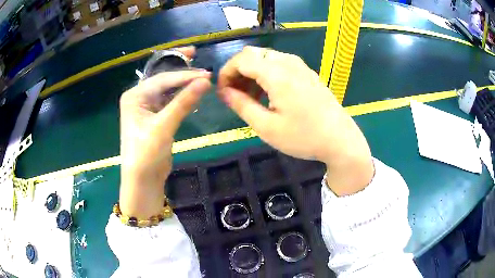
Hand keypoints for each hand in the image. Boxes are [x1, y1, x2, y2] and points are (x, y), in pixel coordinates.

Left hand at [119, 47, 210, 217]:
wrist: (143, 179)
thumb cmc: (146, 153)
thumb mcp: (163, 126)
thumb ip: (183, 102)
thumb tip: (206, 80)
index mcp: (134, 96)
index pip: (162, 79)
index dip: (184, 75)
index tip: (206, 74)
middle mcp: (139, 98)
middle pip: (163, 78)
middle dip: (179, 69)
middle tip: (196, 54)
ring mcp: (148, 108)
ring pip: (167, 89)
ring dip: (182, 83)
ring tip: (200, 74)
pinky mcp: (156, 118)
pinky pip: (170, 101)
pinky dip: (181, 97)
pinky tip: (193, 92)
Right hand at [218, 46, 372, 195]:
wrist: (340, 140)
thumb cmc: (304, 137)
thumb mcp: (267, 127)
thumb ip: (242, 105)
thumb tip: (224, 92)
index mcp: (277, 74)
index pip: (241, 59)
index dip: (226, 73)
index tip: (222, 92)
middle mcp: (288, 63)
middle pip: (253, 54)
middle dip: (238, 71)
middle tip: (234, 94)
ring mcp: (300, 66)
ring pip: (266, 57)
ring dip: (252, 72)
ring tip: (250, 96)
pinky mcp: (307, 72)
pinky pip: (280, 63)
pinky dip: (267, 73)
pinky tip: (269, 93)